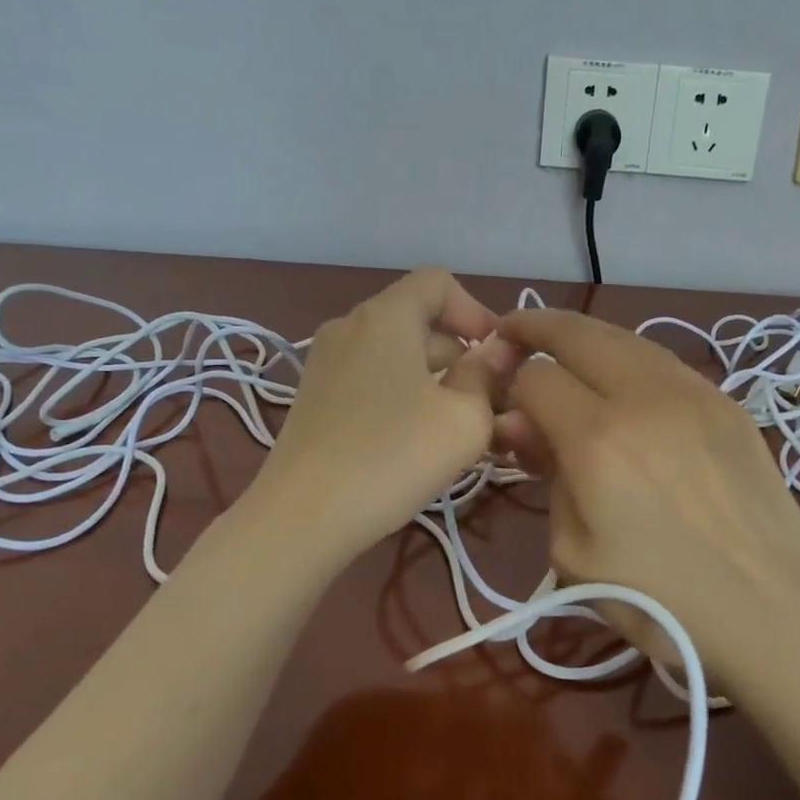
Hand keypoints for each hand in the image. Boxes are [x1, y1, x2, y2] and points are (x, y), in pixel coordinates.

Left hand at [251, 269, 517, 558]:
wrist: (303, 517)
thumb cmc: (394, 457)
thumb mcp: (464, 419)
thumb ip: (486, 376)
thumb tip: (495, 353)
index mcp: (385, 316)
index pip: (438, 282)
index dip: (476, 311)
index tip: (497, 356)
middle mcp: (350, 326)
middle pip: (417, 319)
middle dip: (459, 352)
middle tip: (488, 401)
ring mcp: (325, 361)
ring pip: (394, 352)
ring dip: (433, 376)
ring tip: (456, 425)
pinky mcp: (313, 396)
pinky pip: (370, 376)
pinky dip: (401, 392)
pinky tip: (415, 438)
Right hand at [494, 308, 799, 689]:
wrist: (775, 614)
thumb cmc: (661, 602)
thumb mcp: (575, 552)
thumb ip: (546, 475)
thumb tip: (521, 424)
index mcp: (598, 438)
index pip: (535, 377)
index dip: (509, 384)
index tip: (503, 403)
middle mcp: (644, 397)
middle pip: (578, 333)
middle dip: (537, 326)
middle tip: (512, 331)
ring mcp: (693, 393)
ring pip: (625, 337)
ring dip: (585, 336)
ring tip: (562, 348)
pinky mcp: (726, 403)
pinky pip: (663, 362)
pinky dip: (628, 358)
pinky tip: (621, 378)